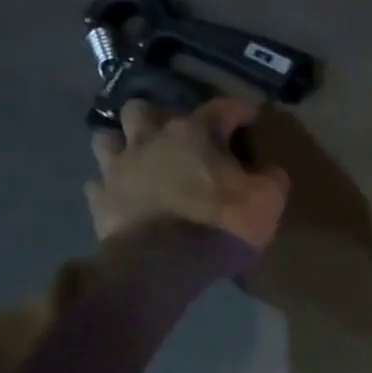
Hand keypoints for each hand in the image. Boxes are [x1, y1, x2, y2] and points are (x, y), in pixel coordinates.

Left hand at [85, 97, 289, 249]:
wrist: (164, 264)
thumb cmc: (221, 225)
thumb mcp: (268, 201)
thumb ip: (272, 179)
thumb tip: (270, 170)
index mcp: (194, 134)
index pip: (221, 109)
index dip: (239, 110)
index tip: (251, 115)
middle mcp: (150, 139)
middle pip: (144, 110)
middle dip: (159, 118)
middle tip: (176, 138)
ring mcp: (118, 168)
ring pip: (107, 138)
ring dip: (123, 144)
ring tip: (140, 160)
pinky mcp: (100, 199)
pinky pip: (99, 183)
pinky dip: (112, 186)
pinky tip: (124, 197)